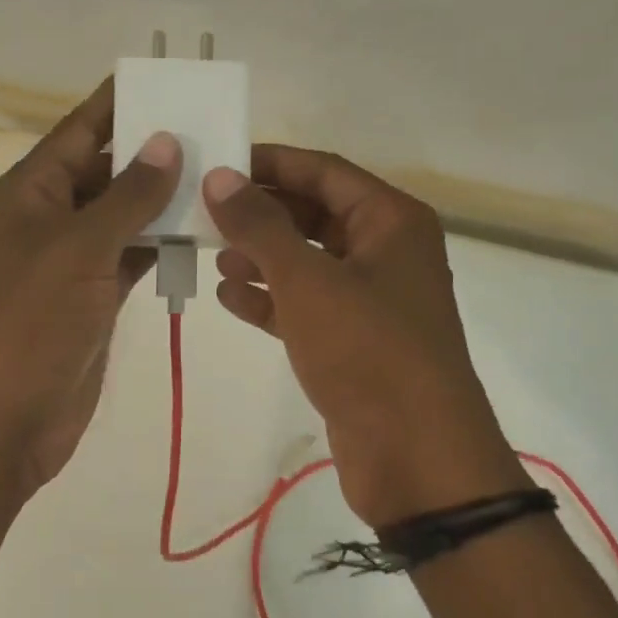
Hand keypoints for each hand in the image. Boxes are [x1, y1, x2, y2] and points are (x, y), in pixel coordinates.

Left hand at [0, 79, 179, 497]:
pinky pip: (132, 256)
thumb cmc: (32, 321)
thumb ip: (128, 196)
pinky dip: (161, 245)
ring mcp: (74, 261)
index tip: (171, 79)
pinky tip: (201, 232)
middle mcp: (51, 218)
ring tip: (221, 176)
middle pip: (106, 170)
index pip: (81, 130)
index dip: (120, 102)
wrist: (7, 415)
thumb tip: (168, 142)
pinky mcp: (93, 298)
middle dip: (154, 152)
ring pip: (124, 215)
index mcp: (32, 191)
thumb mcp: (80, 248)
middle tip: (215, 132)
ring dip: (164, 200)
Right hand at [203, 146, 526, 526]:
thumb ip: (260, 226)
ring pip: (306, 263)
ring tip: (209, 255)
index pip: (323, 172)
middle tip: (202, 212)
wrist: (415, 454)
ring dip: (260, 257)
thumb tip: (220, 177)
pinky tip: (228, 298)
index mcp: (390, 222)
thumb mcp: (307, 280)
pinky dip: (269, 301)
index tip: (217, 163)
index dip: (270, 163)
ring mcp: (369, 302)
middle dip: (260, 214)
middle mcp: (384, 253)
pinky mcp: (352, 344)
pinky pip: (304, 307)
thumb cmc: (367, 350)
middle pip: (314, 215)